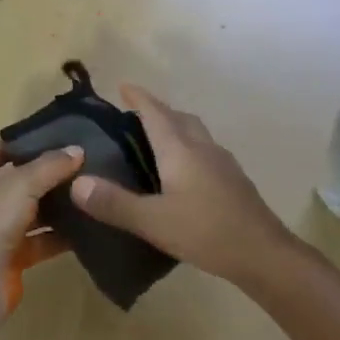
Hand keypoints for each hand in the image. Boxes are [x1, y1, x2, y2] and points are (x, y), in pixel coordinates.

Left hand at [0, 138, 83, 323]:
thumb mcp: (22, 182)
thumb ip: (52, 164)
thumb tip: (78, 150)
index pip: (5, 145)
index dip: (33, 140)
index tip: (69, 135)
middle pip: (20, 176)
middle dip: (51, 172)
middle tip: (88, 162)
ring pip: (32, 208)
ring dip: (58, 203)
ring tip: (92, 189)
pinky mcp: (10, 254)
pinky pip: (40, 237)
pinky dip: (59, 233)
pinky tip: (88, 223)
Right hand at [70, 85, 293, 286]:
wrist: (263, 253)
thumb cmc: (206, 232)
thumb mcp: (153, 221)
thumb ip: (114, 203)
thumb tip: (77, 183)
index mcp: (180, 149)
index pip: (155, 112)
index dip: (139, 97)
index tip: (123, 85)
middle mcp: (202, 147)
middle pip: (178, 117)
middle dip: (157, 110)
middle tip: (134, 115)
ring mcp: (222, 162)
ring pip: (195, 133)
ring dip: (175, 127)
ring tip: (156, 141)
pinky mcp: (234, 180)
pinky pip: (205, 150)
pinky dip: (189, 148)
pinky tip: (183, 173)